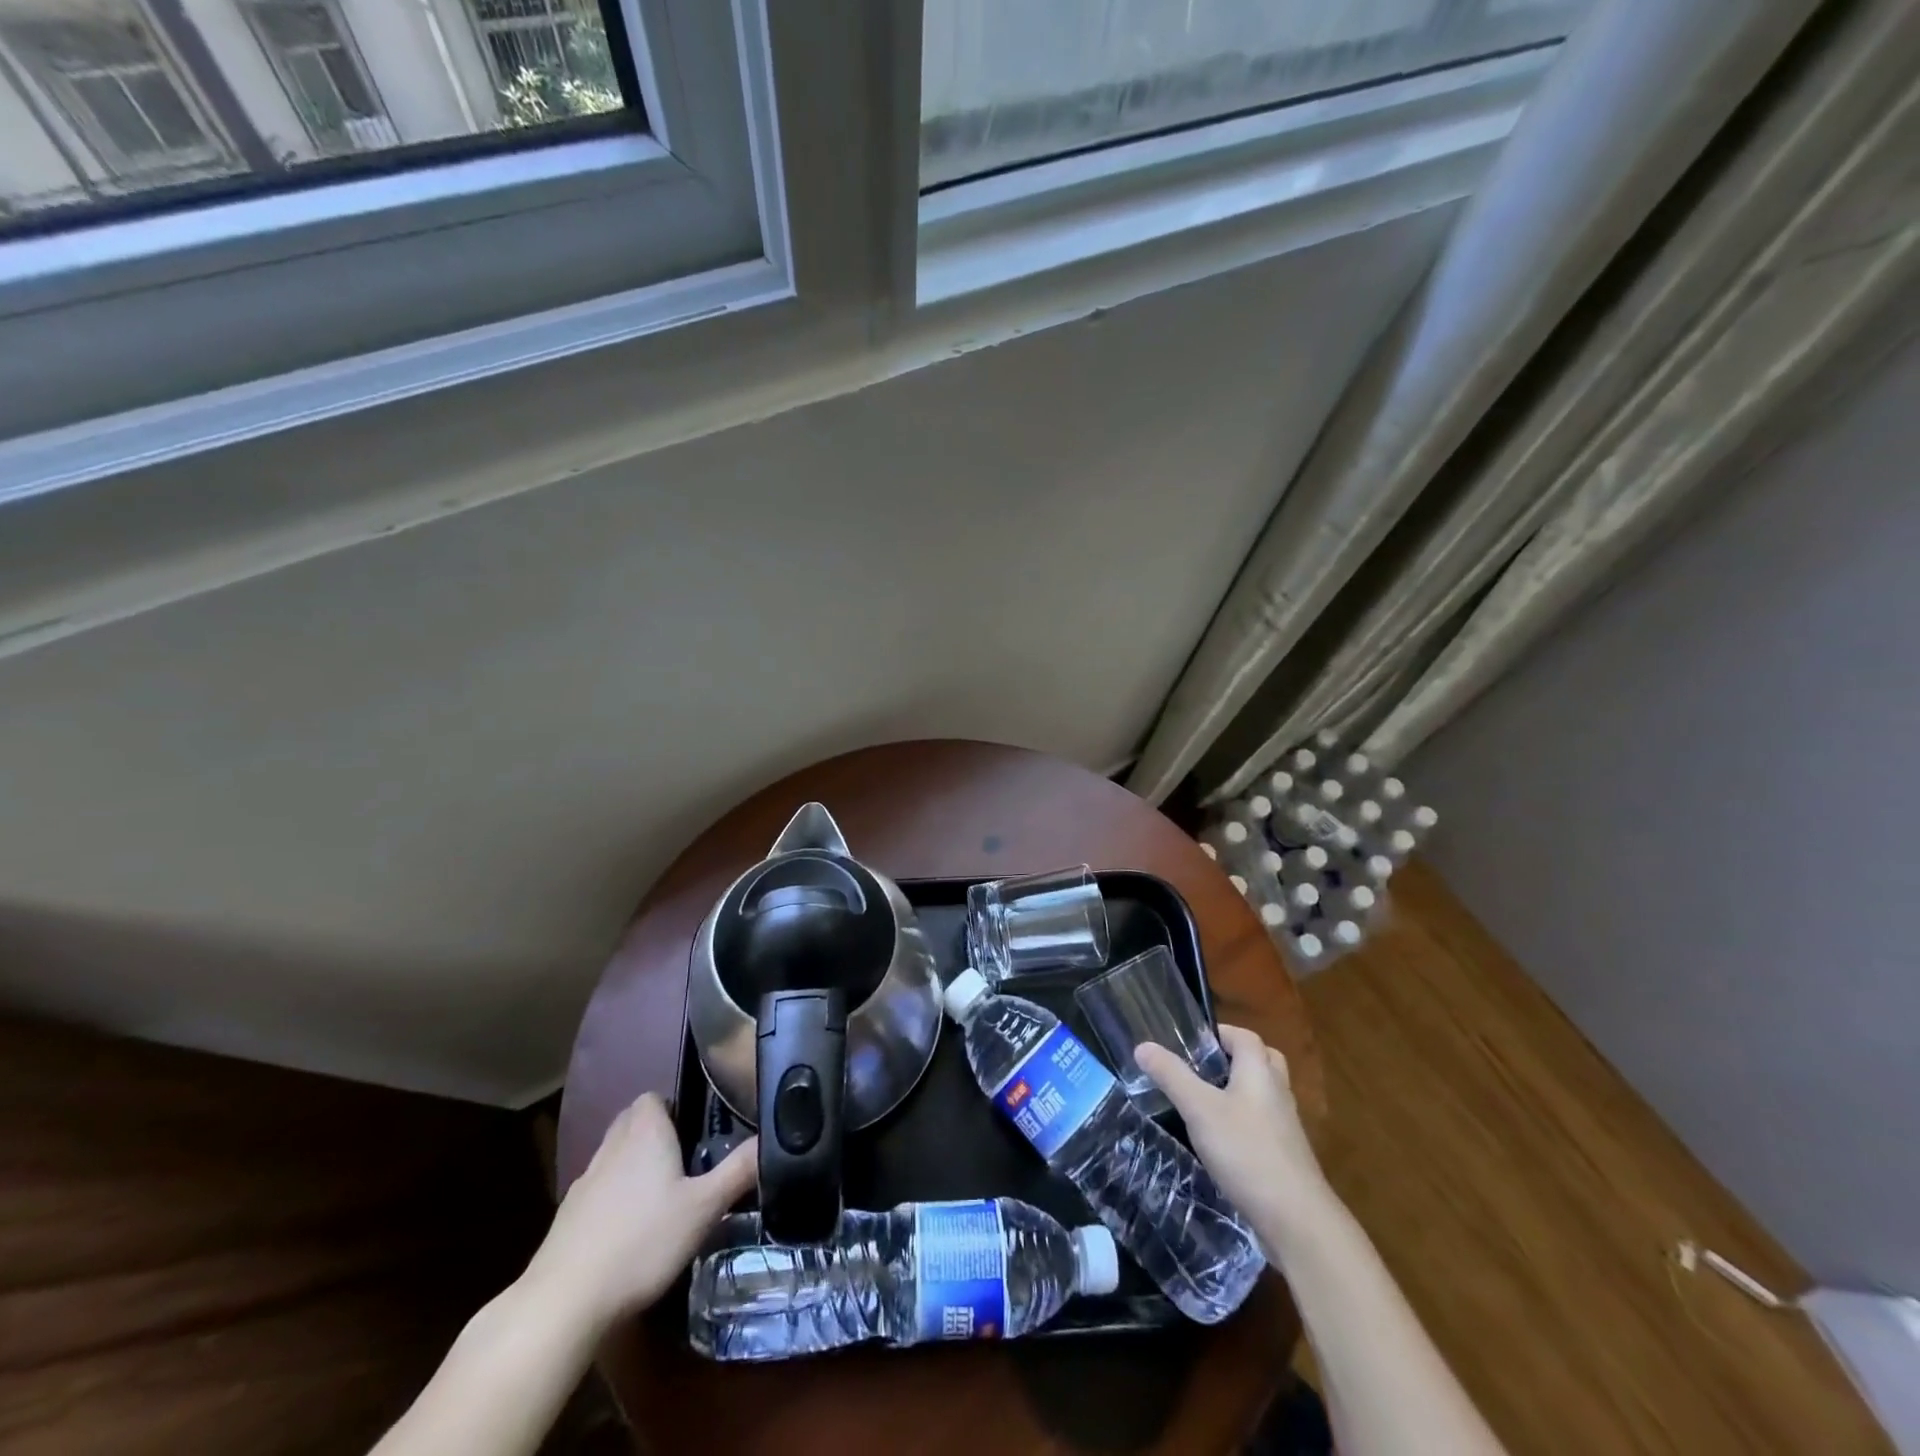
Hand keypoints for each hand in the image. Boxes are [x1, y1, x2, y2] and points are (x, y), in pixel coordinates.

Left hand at [527, 1092, 755, 1331]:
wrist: (565, 1301)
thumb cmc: (643, 1242)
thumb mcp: (704, 1208)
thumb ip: (738, 1171)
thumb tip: (770, 1139)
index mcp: (645, 1133)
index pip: (654, 1097)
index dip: (674, 1107)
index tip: (696, 1130)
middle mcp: (613, 1146)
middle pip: (632, 1121)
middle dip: (655, 1132)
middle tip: (685, 1160)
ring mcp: (585, 1181)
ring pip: (614, 1155)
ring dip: (633, 1165)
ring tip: (661, 1197)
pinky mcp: (567, 1216)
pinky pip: (598, 1190)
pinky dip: (613, 1199)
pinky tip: (629, 1231)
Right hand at [1136, 1026, 1337, 1257]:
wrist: (1297, 1220)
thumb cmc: (1246, 1151)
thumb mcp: (1199, 1109)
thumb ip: (1171, 1075)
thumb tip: (1143, 1045)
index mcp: (1260, 1071)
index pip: (1244, 1036)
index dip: (1219, 1033)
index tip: (1190, 1044)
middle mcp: (1278, 1092)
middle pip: (1261, 1061)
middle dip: (1234, 1059)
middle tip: (1203, 1070)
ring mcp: (1286, 1126)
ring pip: (1263, 1094)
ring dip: (1239, 1091)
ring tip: (1205, 1103)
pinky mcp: (1286, 1156)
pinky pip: (1264, 1124)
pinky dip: (1245, 1122)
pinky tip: (1222, 1141)